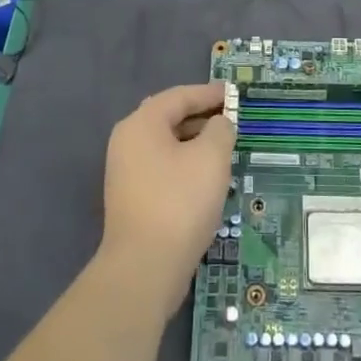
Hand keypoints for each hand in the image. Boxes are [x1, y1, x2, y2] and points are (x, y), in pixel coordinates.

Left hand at [99, 83, 234, 312]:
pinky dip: (184, 162)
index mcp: (142, 124)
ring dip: (195, 141)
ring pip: (166, 144)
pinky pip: (162, 166)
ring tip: (224, 146)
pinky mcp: (132, 197)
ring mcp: (126, 171)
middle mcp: (128, 141)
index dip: (209, 93)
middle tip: (231, 117)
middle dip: (201, 116)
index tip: (234, 93)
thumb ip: (220, 130)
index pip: (179, 96)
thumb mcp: (211, 157)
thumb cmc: (180, 201)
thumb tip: (219, 124)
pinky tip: (206, 176)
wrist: (145, 267)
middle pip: (169, 117)